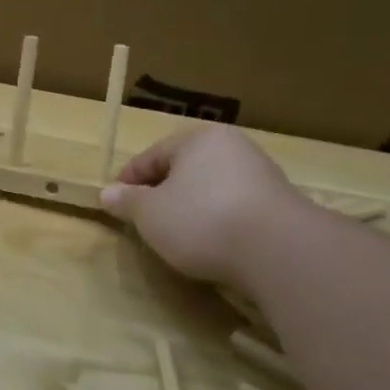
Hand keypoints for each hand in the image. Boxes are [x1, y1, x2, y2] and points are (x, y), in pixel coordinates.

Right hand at [100, 127, 299, 288]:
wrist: (280, 250)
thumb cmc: (201, 220)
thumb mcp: (149, 214)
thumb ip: (127, 202)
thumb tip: (107, 194)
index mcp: (197, 139)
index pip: (152, 155)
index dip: (129, 180)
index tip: (116, 204)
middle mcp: (232, 147)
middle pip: (185, 170)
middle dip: (163, 193)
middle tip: (145, 220)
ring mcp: (262, 175)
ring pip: (211, 189)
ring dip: (192, 208)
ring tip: (178, 236)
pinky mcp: (282, 206)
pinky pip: (236, 209)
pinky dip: (220, 222)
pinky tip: (213, 244)